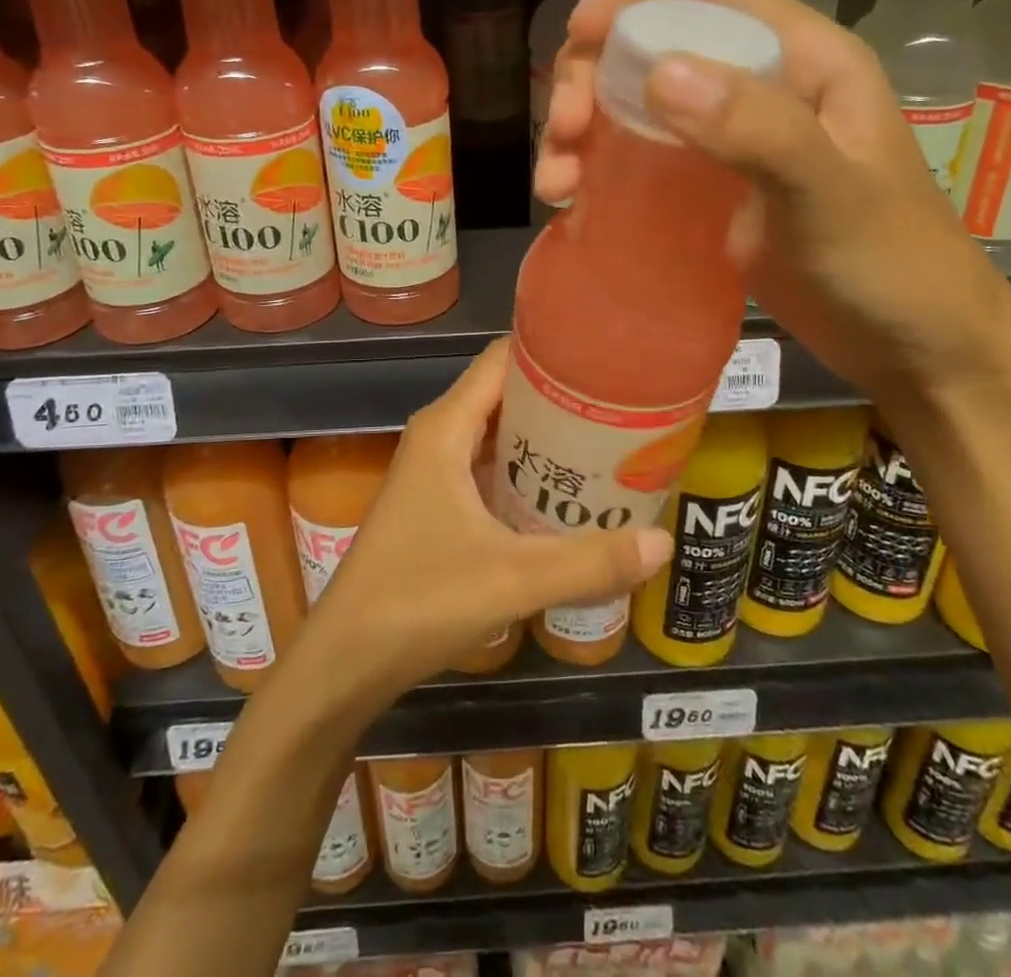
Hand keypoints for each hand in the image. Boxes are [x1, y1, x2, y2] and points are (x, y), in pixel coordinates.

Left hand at [311, 339, 671, 696]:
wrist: (346, 659)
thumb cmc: (420, 600)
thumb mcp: (513, 578)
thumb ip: (590, 561)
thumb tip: (664, 541)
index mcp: (446, 427)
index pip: (502, 360)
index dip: (552, 351)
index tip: (607, 358)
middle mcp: (438, 436)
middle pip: (505, 393)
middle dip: (560, 396)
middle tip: (622, 406)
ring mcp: (434, 471)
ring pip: (497, 433)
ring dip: (545, 437)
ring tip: (607, 443)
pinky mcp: (435, 504)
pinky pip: (488, 467)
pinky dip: (526, 470)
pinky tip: (565, 494)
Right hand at [535, 0, 1010, 405]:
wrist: (912, 346)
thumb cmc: (890, 267)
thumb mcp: (830, 196)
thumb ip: (758, 130)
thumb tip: (659, 73)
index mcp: (802, 57)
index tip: (578, 34)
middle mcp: (759, 82)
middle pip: (653, 38)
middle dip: (591, 70)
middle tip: (564, 129)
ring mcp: (729, 135)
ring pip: (634, 98)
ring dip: (582, 124)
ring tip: (557, 181)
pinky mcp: (708, 185)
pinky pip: (637, 152)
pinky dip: (595, 165)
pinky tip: (572, 199)